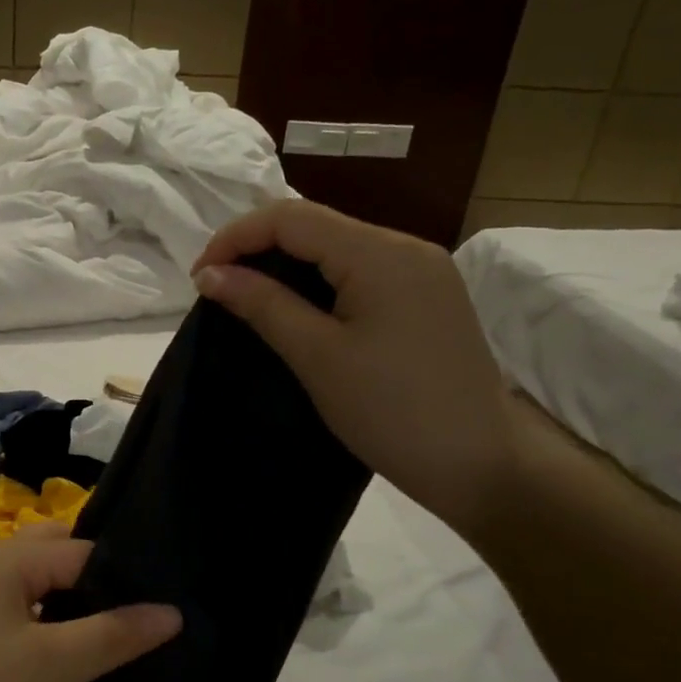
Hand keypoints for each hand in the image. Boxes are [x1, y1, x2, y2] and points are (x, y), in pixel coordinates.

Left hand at [0, 523, 179, 681]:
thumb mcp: (53, 666)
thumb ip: (114, 634)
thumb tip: (173, 612)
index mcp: (3, 560)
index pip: (77, 549)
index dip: (118, 573)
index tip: (157, 600)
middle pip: (50, 553)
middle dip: (91, 576)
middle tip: (135, 610)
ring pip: (29, 582)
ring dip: (65, 598)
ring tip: (106, 629)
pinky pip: (11, 606)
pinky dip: (40, 617)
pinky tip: (58, 648)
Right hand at [192, 199, 519, 536]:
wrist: (481, 464)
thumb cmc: (391, 412)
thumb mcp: (318, 356)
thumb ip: (263, 305)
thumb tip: (211, 274)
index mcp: (381, 253)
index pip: (291, 217)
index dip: (235, 238)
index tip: (198, 278)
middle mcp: (406, 247)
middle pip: (316, 225)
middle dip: (258, 248)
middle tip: (218, 290)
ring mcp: (423, 271)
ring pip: (338, 247)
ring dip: (287, 265)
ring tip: (249, 300)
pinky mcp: (427, 298)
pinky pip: (361, 272)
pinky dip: (319, 283)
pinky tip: (299, 310)